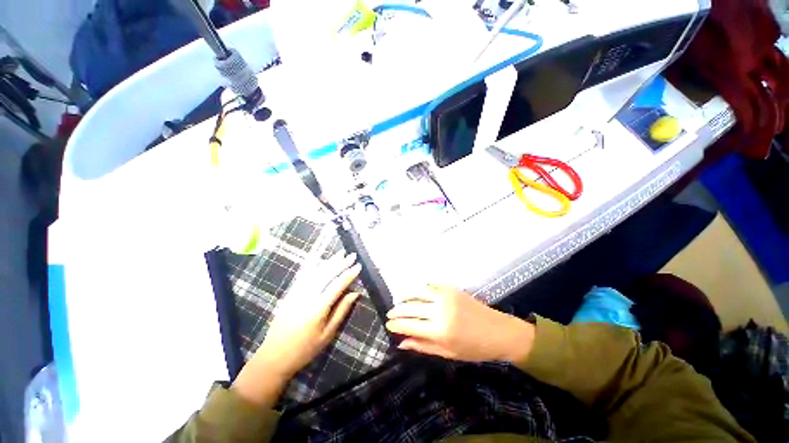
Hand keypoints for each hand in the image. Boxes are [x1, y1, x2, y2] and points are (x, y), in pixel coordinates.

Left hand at [232, 252, 360, 405]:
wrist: (273, 356)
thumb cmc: (305, 349)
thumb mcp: (328, 334)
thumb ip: (341, 311)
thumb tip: (355, 293)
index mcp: (317, 309)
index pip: (337, 285)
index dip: (349, 274)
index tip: (358, 266)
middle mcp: (306, 297)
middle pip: (326, 275)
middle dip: (340, 263)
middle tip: (352, 255)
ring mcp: (296, 294)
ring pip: (315, 272)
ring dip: (329, 261)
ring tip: (340, 253)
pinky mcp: (289, 294)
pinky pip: (303, 276)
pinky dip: (314, 266)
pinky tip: (321, 261)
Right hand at [386, 284, 533, 363]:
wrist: (498, 331)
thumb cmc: (474, 348)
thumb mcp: (448, 353)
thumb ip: (423, 346)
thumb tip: (401, 343)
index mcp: (440, 330)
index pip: (409, 325)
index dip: (396, 325)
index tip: (388, 325)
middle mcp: (440, 310)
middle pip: (410, 307)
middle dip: (397, 311)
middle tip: (390, 314)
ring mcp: (445, 296)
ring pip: (418, 293)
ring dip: (406, 297)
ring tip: (399, 303)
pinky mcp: (451, 288)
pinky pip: (431, 285)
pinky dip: (421, 288)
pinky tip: (416, 292)